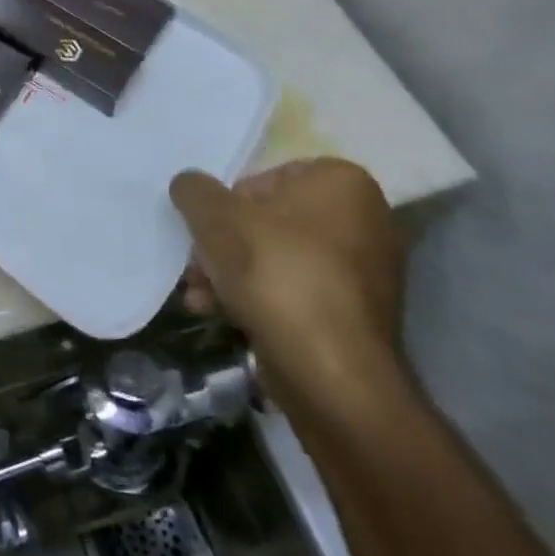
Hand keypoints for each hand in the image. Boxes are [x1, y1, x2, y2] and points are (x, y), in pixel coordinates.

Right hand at [171, 158, 406, 411]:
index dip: (227, 204)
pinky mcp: (356, 318)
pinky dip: (260, 301)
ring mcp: (365, 273)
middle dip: (224, 245)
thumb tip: (189, 186)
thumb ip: (195, 191)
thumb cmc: (277, 274)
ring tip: (200, 298)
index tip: (207, 231)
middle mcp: (365, 220)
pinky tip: (222, 317)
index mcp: (342, 182)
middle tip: (197, 267)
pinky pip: (297, 294)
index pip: (265, 177)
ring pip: (278, 260)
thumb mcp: (216, 217)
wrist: (334, 378)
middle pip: (268, 222)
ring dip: (232, 275)